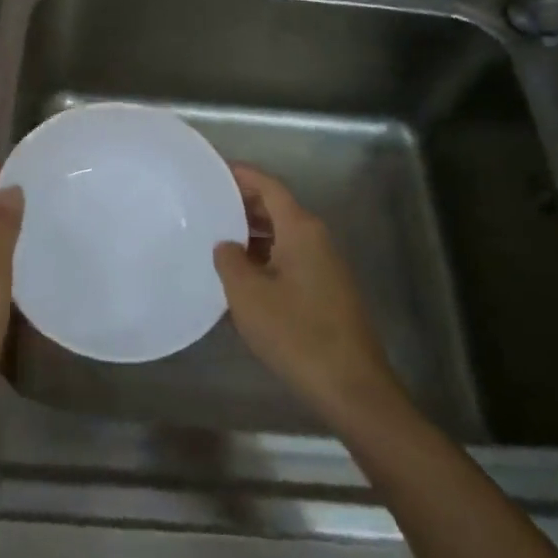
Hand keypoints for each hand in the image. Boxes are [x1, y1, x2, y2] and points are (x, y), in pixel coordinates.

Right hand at [214, 165, 408, 433]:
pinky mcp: (327, 291)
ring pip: (284, 236)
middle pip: (278, 208)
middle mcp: (317, 240)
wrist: (350, 386)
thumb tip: (226, 244)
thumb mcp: (248, 294)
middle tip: (206, 204)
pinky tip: (241, 277)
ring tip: (215, 239)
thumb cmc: (295, 333)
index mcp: (301, 230)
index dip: (241, 175)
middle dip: (243, 204)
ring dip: (252, 234)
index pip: (269, 187)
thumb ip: (230, 260)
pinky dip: (265, 257)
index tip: (212, 171)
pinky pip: (290, 259)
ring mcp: (326, 266)